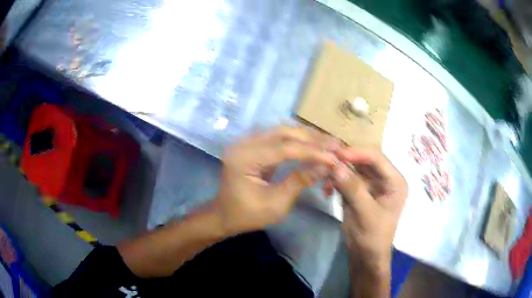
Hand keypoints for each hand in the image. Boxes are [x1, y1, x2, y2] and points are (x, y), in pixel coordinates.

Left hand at [215, 126, 337, 234]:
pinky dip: (297, 140)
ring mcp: (246, 142)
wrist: (226, 215)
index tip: (334, 157)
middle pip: (282, 133)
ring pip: (281, 131)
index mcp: (243, 158)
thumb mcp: (276, 204)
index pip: (284, 149)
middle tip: (335, 144)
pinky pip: (277, 137)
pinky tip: (312, 143)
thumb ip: (300, 181)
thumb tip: (326, 165)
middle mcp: (243, 144)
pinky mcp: (252, 145)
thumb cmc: (248, 215)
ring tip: (328, 142)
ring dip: (306, 136)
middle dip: (311, 139)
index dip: (312, 152)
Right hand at [332, 149, 407, 273]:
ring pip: (353, 168)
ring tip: (322, 174)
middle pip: (364, 160)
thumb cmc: (373, 236)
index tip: (337, 154)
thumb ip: (353, 189)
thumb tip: (335, 166)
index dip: (357, 153)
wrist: (366, 255)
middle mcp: (384, 179)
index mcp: (394, 181)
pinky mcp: (359, 192)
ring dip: (338, 170)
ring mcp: (370, 185)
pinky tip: (325, 189)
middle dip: (345, 160)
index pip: (377, 158)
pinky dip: (335, 182)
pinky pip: (346, 180)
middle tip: (325, 158)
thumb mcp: (366, 213)